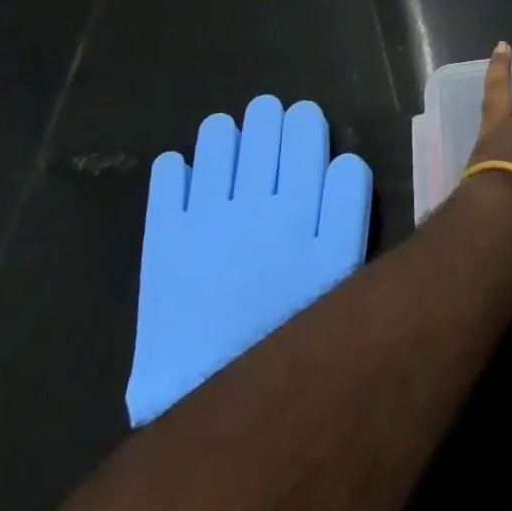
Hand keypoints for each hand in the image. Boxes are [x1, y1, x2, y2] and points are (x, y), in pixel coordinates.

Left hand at [131, 97, 370, 425]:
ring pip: (216, 144)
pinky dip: (176, 169)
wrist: (218, 394)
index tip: (302, 119)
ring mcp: (203, 214)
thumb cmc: (291, 326)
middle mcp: (251, 197)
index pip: (303, 132)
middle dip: (266, 118)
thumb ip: (347, 207)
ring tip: (226, 137)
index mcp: (298, 202)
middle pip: (261, 130)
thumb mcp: (341, 269)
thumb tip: (342, 158)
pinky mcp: (164, 238)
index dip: (303, 120)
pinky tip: (183, 169)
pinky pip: (168, 181)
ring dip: (223, 135)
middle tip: (267, 116)